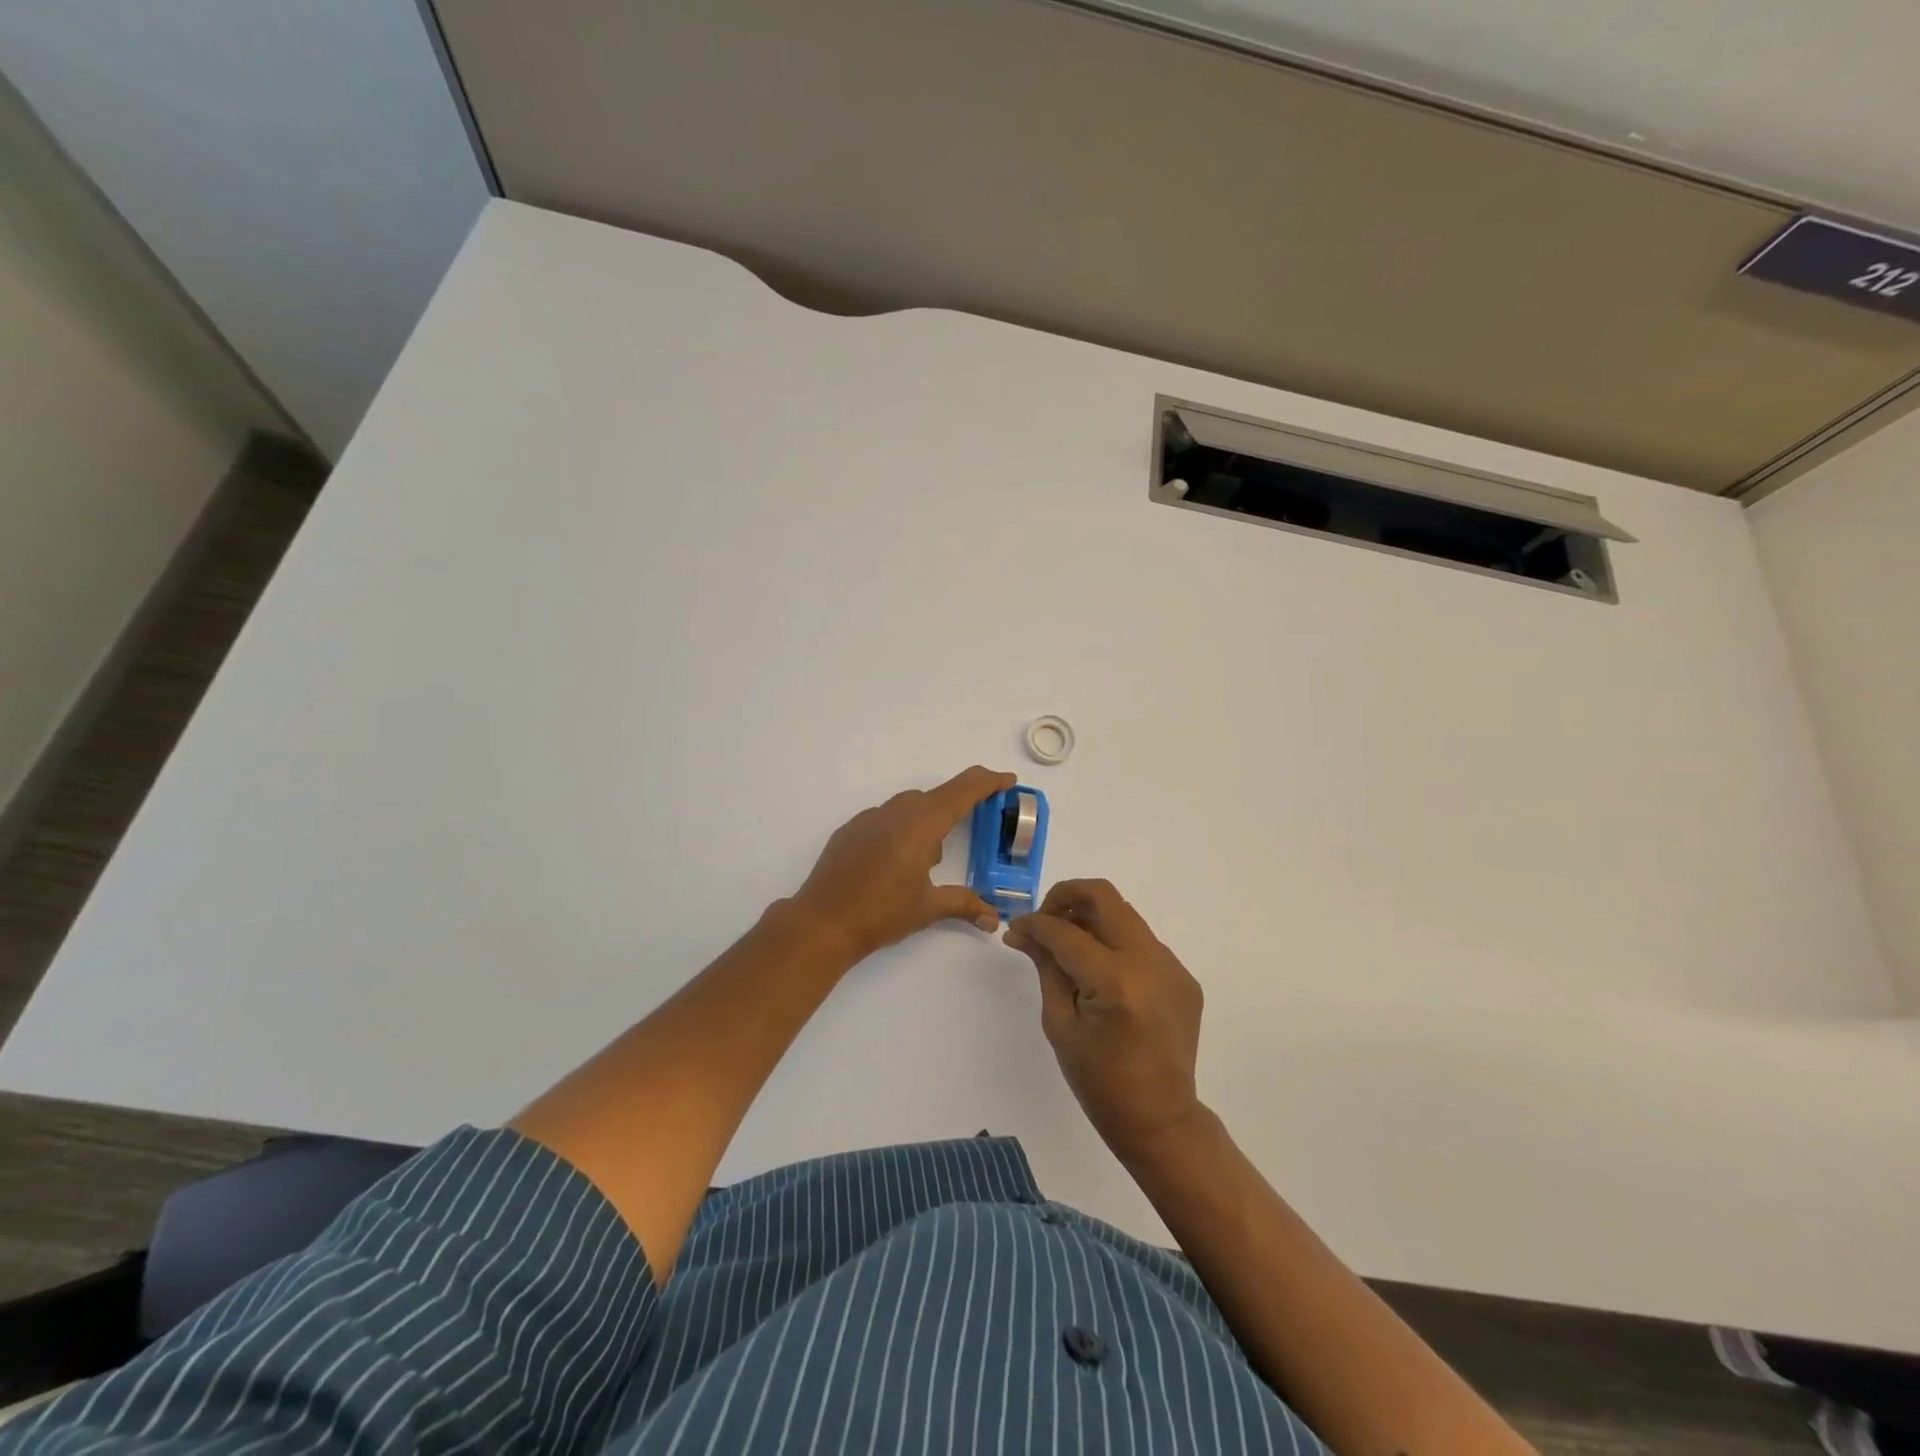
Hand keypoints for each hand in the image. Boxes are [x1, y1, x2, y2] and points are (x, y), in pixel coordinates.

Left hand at [792, 766, 1014, 963]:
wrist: (822, 922)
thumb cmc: (880, 913)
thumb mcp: (927, 908)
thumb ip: (964, 905)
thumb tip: (994, 919)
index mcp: (921, 825)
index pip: (962, 791)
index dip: (988, 782)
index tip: (1007, 780)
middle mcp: (896, 813)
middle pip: (936, 797)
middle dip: (956, 808)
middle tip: (971, 829)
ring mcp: (868, 819)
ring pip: (908, 806)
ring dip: (926, 821)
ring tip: (929, 858)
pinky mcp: (850, 831)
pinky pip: (884, 818)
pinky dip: (900, 829)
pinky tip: (895, 862)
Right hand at [1005, 879, 1206, 1161]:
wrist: (1160, 1119)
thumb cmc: (1099, 1081)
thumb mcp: (1060, 1023)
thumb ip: (1046, 966)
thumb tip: (1022, 931)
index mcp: (1115, 981)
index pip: (1065, 931)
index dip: (1034, 923)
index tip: (1017, 928)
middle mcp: (1149, 962)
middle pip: (1103, 896)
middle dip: (1066, 897)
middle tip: (1045, 921)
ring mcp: (1172, 966)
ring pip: (1124, 916)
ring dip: (1092, 919)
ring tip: (1070, 948)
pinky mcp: (1183, 976)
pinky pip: (1142, 942)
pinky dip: (1115, 945)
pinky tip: (1102, 975)